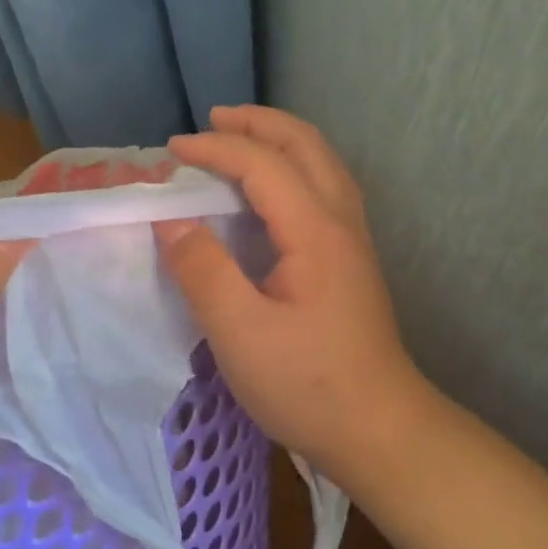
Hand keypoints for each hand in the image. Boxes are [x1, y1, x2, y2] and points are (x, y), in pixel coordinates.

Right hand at [156, 106, 431, 484]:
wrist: (378, 428)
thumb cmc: (306, 384)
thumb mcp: (240, 333)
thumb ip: (203, 271)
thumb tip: (170, 222)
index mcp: (314, 232)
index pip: (262, 165)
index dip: (214, 150)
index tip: (169, 151)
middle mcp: (340, 223)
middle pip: (306, 146)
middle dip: (258, 123)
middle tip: (212, 120)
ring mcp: (352, 243)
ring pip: (322, 165)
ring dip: (281, 141)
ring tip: (240, 140)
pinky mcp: (351, 264)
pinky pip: (324, 190)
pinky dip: (293, 169)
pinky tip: (272, 192)